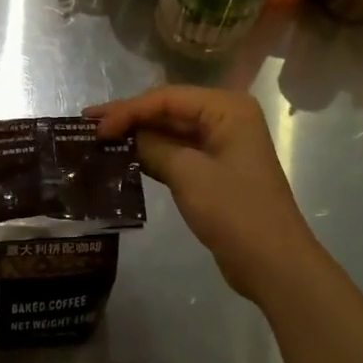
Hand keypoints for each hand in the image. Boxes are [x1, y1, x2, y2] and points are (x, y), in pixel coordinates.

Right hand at [87, 86, 319, 301]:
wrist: (274, 265)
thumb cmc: (235, 212)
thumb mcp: (189, 175)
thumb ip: (153, 147)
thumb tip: (123, 136)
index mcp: (227, 108)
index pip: (167, 98)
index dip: (128, 110)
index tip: (94, 128)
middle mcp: (226, 118)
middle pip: (169, 110)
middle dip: (130, 117)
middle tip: (87, 124)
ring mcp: (222, 145)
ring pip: (171, 131)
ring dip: (138, 135)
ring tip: (98, 138)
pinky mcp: (216, 170)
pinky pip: (178, 152)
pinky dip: (152, 154)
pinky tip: (123, 157)